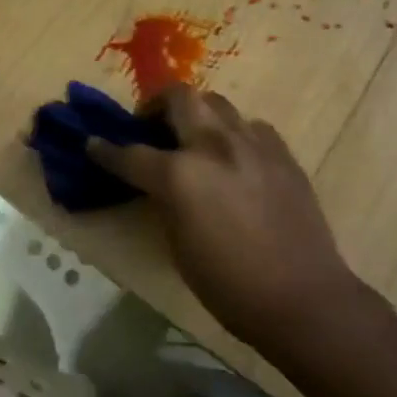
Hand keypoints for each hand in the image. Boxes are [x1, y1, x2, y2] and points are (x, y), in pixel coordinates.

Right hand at [88, 86, 366, 349]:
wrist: (303, 299)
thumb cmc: (229, 285)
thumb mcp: (178, 245)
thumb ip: (164, 200)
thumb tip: (158, 182)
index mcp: (181, 175)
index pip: (130, 154)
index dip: (105, 150)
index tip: (92, 144)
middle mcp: (214, 146)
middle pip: (178, 97)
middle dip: (155, 104)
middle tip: (150, 125)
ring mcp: (253, 145)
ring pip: (217, 103)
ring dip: (197, 114)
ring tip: (193, 137)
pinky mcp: (282, 154)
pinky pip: (250, 127)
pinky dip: (233, 133)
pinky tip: (234, 157)